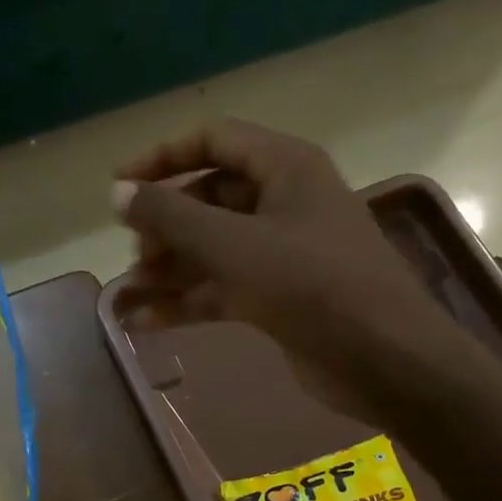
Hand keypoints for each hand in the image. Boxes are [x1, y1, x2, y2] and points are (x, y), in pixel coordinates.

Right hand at [112, 119, 474, 419]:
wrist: (385, 360)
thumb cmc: (314, 286)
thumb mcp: (236, 245)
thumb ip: (172, 216)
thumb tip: (117, 193)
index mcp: (285, 166)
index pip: (212, 140)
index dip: (161, 159)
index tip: (118, 189)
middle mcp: (285, 201)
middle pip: (209, 198)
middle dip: (166, 226)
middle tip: (134, 257)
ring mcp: (283, 253)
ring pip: (214, 249)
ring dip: (171, 270)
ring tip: (127, 294)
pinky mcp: (281, 298)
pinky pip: (225, 289)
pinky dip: (189, 302)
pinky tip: (145, 323)